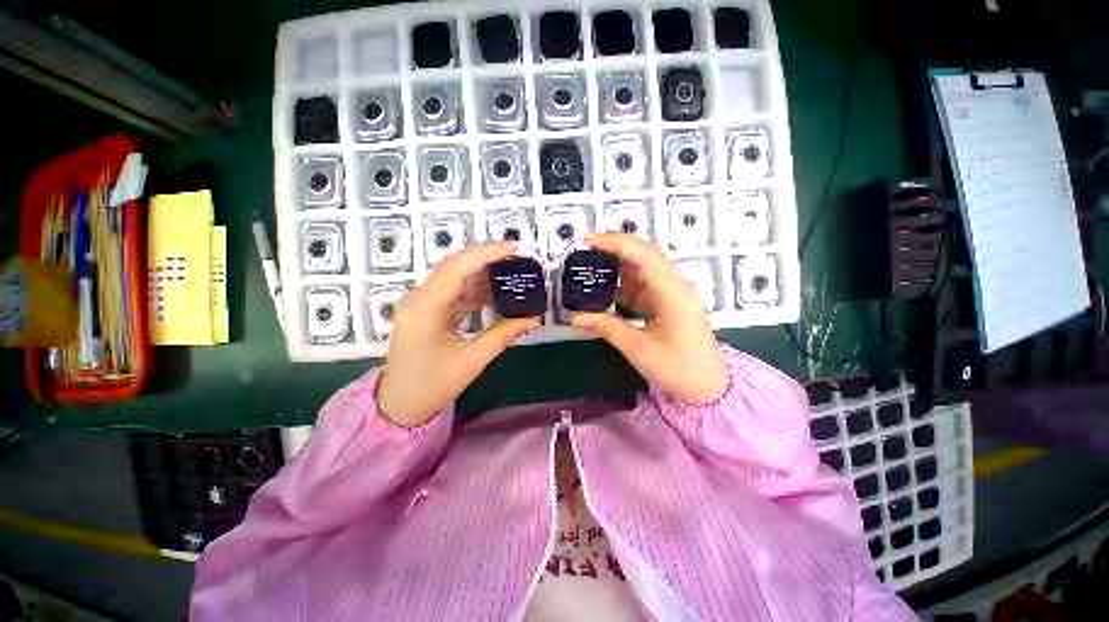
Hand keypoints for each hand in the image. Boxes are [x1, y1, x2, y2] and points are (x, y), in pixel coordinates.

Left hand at [377, 242, 539, 426]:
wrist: (400, 405)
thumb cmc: (433, 385)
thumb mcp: (472, 360)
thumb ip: (504, 335)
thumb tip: (534, 319)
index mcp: (426, 307)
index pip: (457, 266)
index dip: (487, 253)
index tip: (514, 248)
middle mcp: (419, 297)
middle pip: (454, 265)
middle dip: (486, 258)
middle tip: (516, 258)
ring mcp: (421, 303)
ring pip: (454, 276)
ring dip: (482, 274)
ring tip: (510, 274)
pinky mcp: (427, 311)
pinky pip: (453, 291)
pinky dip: (474, 290)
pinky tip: (493, 294)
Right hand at [570, 233, 728, 404]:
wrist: (709, 387)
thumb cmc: (678, 369)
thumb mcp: (638, 349)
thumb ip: (606, 328)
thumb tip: (574, 317)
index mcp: (672, 292)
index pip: (643, 255)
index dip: (615, 242)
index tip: (587, 239)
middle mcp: (674, 285)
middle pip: (644, 255)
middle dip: (614, 248)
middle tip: (585, 249)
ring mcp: (672, 293)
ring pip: (643, 268)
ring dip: (617, 265)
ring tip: (590, 265)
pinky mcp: (668, 302)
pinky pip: (644, 285)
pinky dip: (624, 284)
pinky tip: (606, 287)